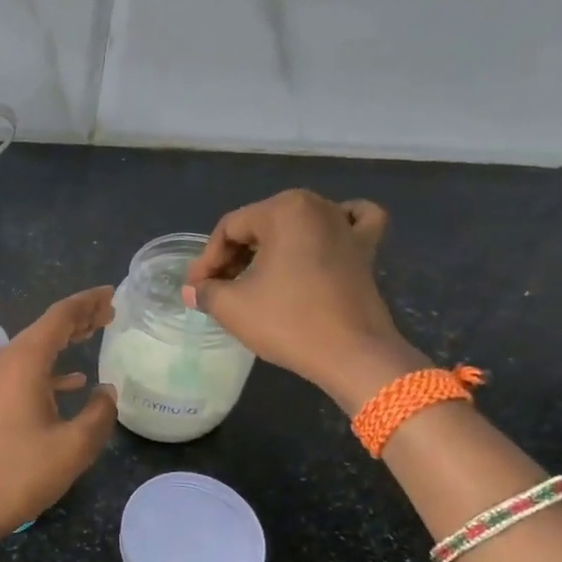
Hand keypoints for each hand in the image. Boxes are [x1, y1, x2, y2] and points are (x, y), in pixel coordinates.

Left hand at [0, 287, 118, 538]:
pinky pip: (22, 372)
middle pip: (44, 329)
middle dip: (77, 318)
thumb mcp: (73, 446)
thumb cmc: (18, 473)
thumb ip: (99, 413)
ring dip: (63, 342)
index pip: (59, 317)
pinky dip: (48, 370)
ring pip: (33, 350)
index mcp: (22, 362)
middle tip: (109, 311)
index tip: (112, 294)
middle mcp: (2, 362)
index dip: (87, 302)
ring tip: (94, 334)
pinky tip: (72, 383)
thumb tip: (106, 391)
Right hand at [181, 189, 424, 412]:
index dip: (207, 260)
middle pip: (261, 225)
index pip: (229, 229)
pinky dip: (335, 228)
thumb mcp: (232, 307)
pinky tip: (323, 240)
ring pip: (298, 225)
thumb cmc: (289, 322)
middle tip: (219, 288)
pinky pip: (350, 223)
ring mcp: (347, 226)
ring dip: (273, 247)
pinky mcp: (367, 249)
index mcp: (283, 210)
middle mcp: (318, 206)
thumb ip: (206, 291)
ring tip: (256, 276)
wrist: (353, 355)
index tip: (196, 289)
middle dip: (235, 256)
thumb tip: (193, 289)